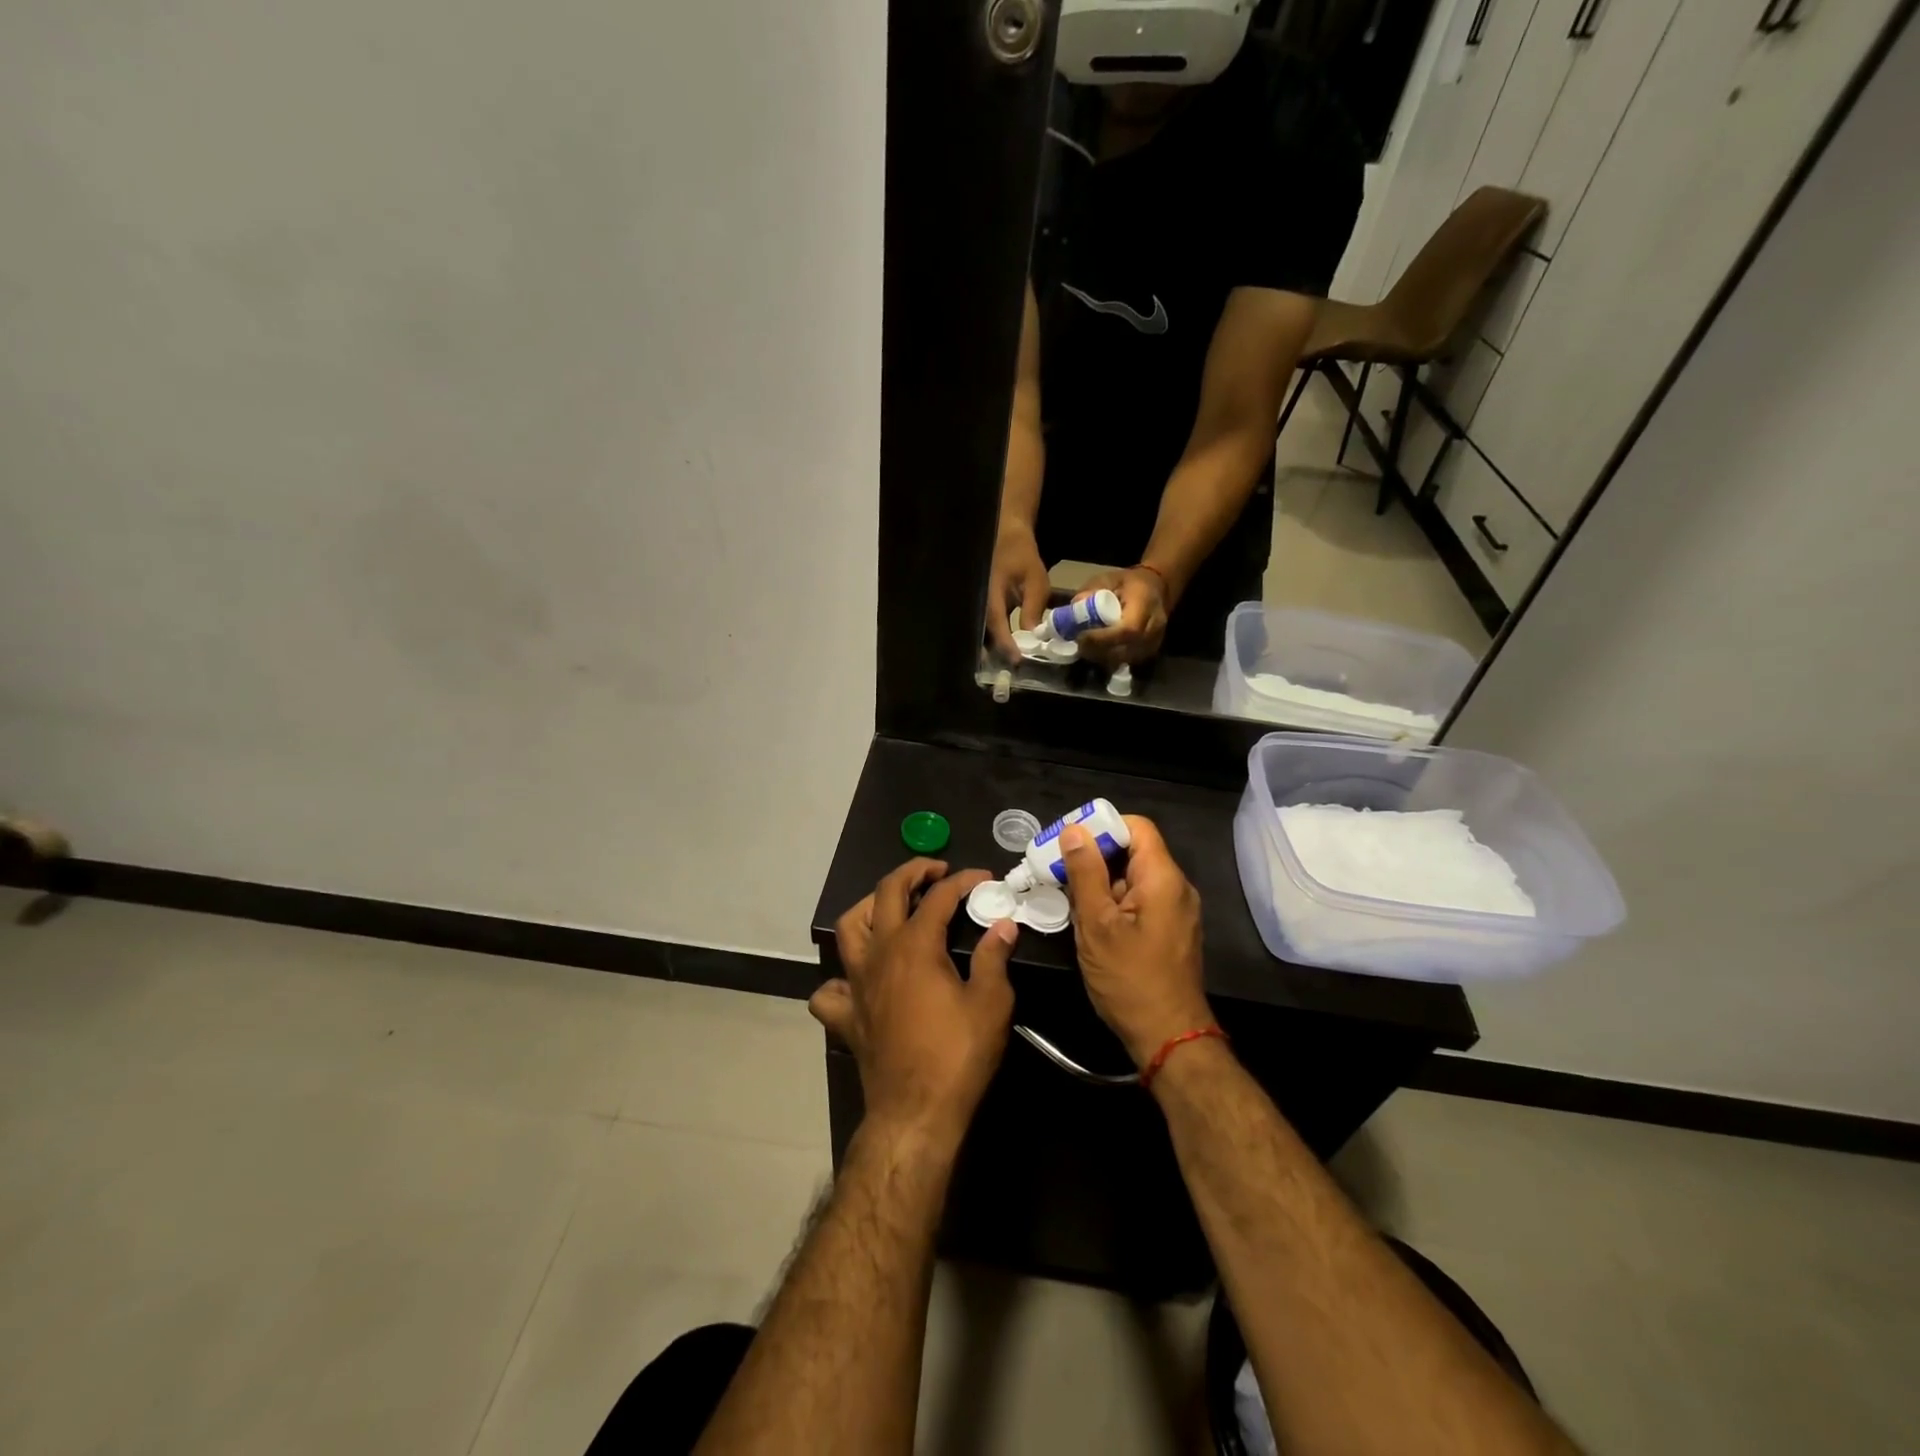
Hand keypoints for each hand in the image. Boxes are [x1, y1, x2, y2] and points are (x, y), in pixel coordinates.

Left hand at [812, 860, 1018, 1146]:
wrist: (915, 1112)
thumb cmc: (957, 1055)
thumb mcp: (991, 1003)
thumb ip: (994, 957)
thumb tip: (1004, 925)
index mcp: (914, 945)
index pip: (938, 896)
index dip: (963, 880)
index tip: (984, 878)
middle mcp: (879, 954)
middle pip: (886, 893)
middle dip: (912, 873)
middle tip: (936, 872)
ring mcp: (856, 983)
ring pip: (848, 927)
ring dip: (869, 908)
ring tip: (892, 908)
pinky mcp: (846, 1015)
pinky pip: (831, 988)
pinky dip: (842, 977)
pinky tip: (860, 980)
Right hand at [986, 524, 1050, 661]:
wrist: (1007, 539)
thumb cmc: (1022, 557)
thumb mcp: (1035, 581)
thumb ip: (1033, 608)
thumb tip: (1033, 636)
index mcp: (991, 593)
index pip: (996, 623)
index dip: (1006, 643)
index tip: (1017, 660)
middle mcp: (980, 602)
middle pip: (984, 634)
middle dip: (996, 654)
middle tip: (1011, 671)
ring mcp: (979, 605)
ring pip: (983, 633)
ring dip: (995, 649)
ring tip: (1010, 664)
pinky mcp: (983, 608)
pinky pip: (987, 628)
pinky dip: (996, 640)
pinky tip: (1009, 650)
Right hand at [1058, 818, 1210, 1067]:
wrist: (1168, 1038)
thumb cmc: (1130, 980)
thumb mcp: (1097, 924)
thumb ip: (1085, 873)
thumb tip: (1074, 830)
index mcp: (1163, 878)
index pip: (1136, 827)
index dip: (1102, 827)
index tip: (1069, 842)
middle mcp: (1175, 887)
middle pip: (1133, 851)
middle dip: (1094, 856)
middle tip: (1058, 870)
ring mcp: (1175, 911)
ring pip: (1133, 878)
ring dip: (1100, 882)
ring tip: (1067, 897)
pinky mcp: (1169, 930)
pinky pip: (1139, 900)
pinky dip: (1113, 901)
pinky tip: (1088, 921)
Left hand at [1075, 567, 1169, 666]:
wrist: (1156, 588)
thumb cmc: (1128, 583)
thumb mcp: (1107, 579)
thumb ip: (1091, 592)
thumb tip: (1074, 609)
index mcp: (1146, 603)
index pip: (1128, 630)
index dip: (1102, 638)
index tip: (1081, 636)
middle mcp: (1155, 626)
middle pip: (1126, 649)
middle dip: (1098, 650)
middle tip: (1079, 644)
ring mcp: (1155, 642)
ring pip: (1126, 659)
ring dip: (1103, 657)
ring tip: (1087, 647)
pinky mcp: (1150, 652)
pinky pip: (1128, 662)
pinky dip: (1111, 659)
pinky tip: (1099, 650)